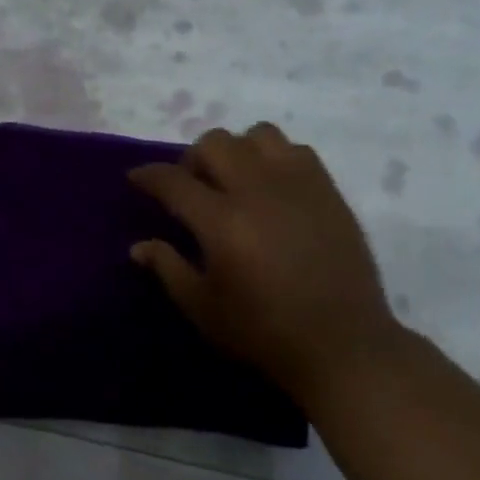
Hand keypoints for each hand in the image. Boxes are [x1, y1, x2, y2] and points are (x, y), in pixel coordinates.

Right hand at [129, 125, 401, 401]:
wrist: (343, 344)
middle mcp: (257, 190)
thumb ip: (168, 268)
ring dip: (236, 151)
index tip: (136, 178)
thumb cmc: (263, 331)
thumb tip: (139, 246)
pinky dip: (274, 158)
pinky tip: (272, 188)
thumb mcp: (202, 308)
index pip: (173, 180)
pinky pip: (295, 150)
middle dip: (191, 159)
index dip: (148, 175)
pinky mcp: (328, 191)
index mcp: (221, 221)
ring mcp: (298, 185)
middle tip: (190, 187)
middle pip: (214, 143)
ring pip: (257, 135)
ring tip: (235, 180)